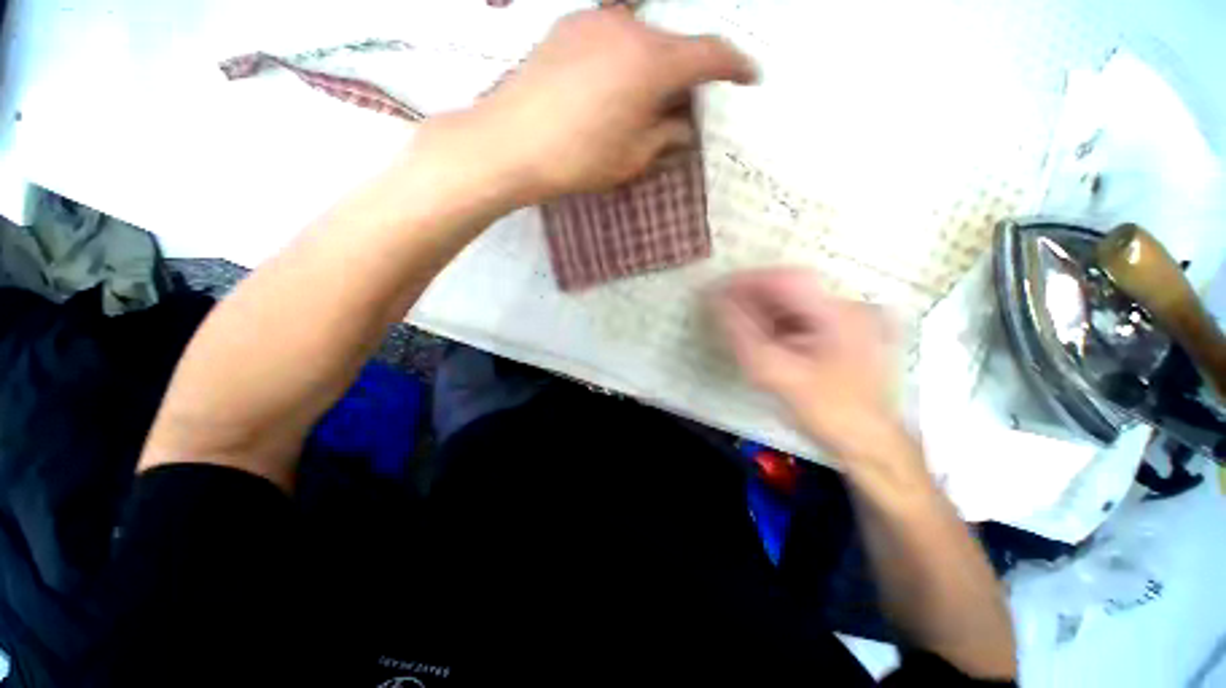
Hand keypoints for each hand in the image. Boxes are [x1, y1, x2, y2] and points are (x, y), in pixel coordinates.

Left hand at [456, 7, 755, 201]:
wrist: (509, 143)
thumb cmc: (578, 158)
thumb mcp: (632, 158)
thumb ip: (665, 138)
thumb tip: (683, 129)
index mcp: (653, 62)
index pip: (709, 55)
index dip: (735, 66)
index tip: (749, 76)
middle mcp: (629, 27)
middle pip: (673, 43)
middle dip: (686, 73)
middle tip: (686, 104)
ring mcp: (594, 20)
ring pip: (642, 37)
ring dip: (653, 65)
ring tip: (646, 99)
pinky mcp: (567, 26)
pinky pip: (611, 35)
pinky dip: (624, 57)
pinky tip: (613, 85)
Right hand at [711, 269, 901, 458]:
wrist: (869, 442)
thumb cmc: (826, 411)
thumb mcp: (777, 374)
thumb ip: (744, 335)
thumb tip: (718, 303)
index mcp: (839, 314)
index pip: (787, 279)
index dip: (748, 280)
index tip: (718, 290)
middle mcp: (848, 308)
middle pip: (791, 288)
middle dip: (753, 296)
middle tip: (723, 307)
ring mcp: (849, 320)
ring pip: (795, 303)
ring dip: (763, 309)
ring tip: (739, 322)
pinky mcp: (843, 333)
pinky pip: (802, 317)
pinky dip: (777, 322)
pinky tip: (763, 336)